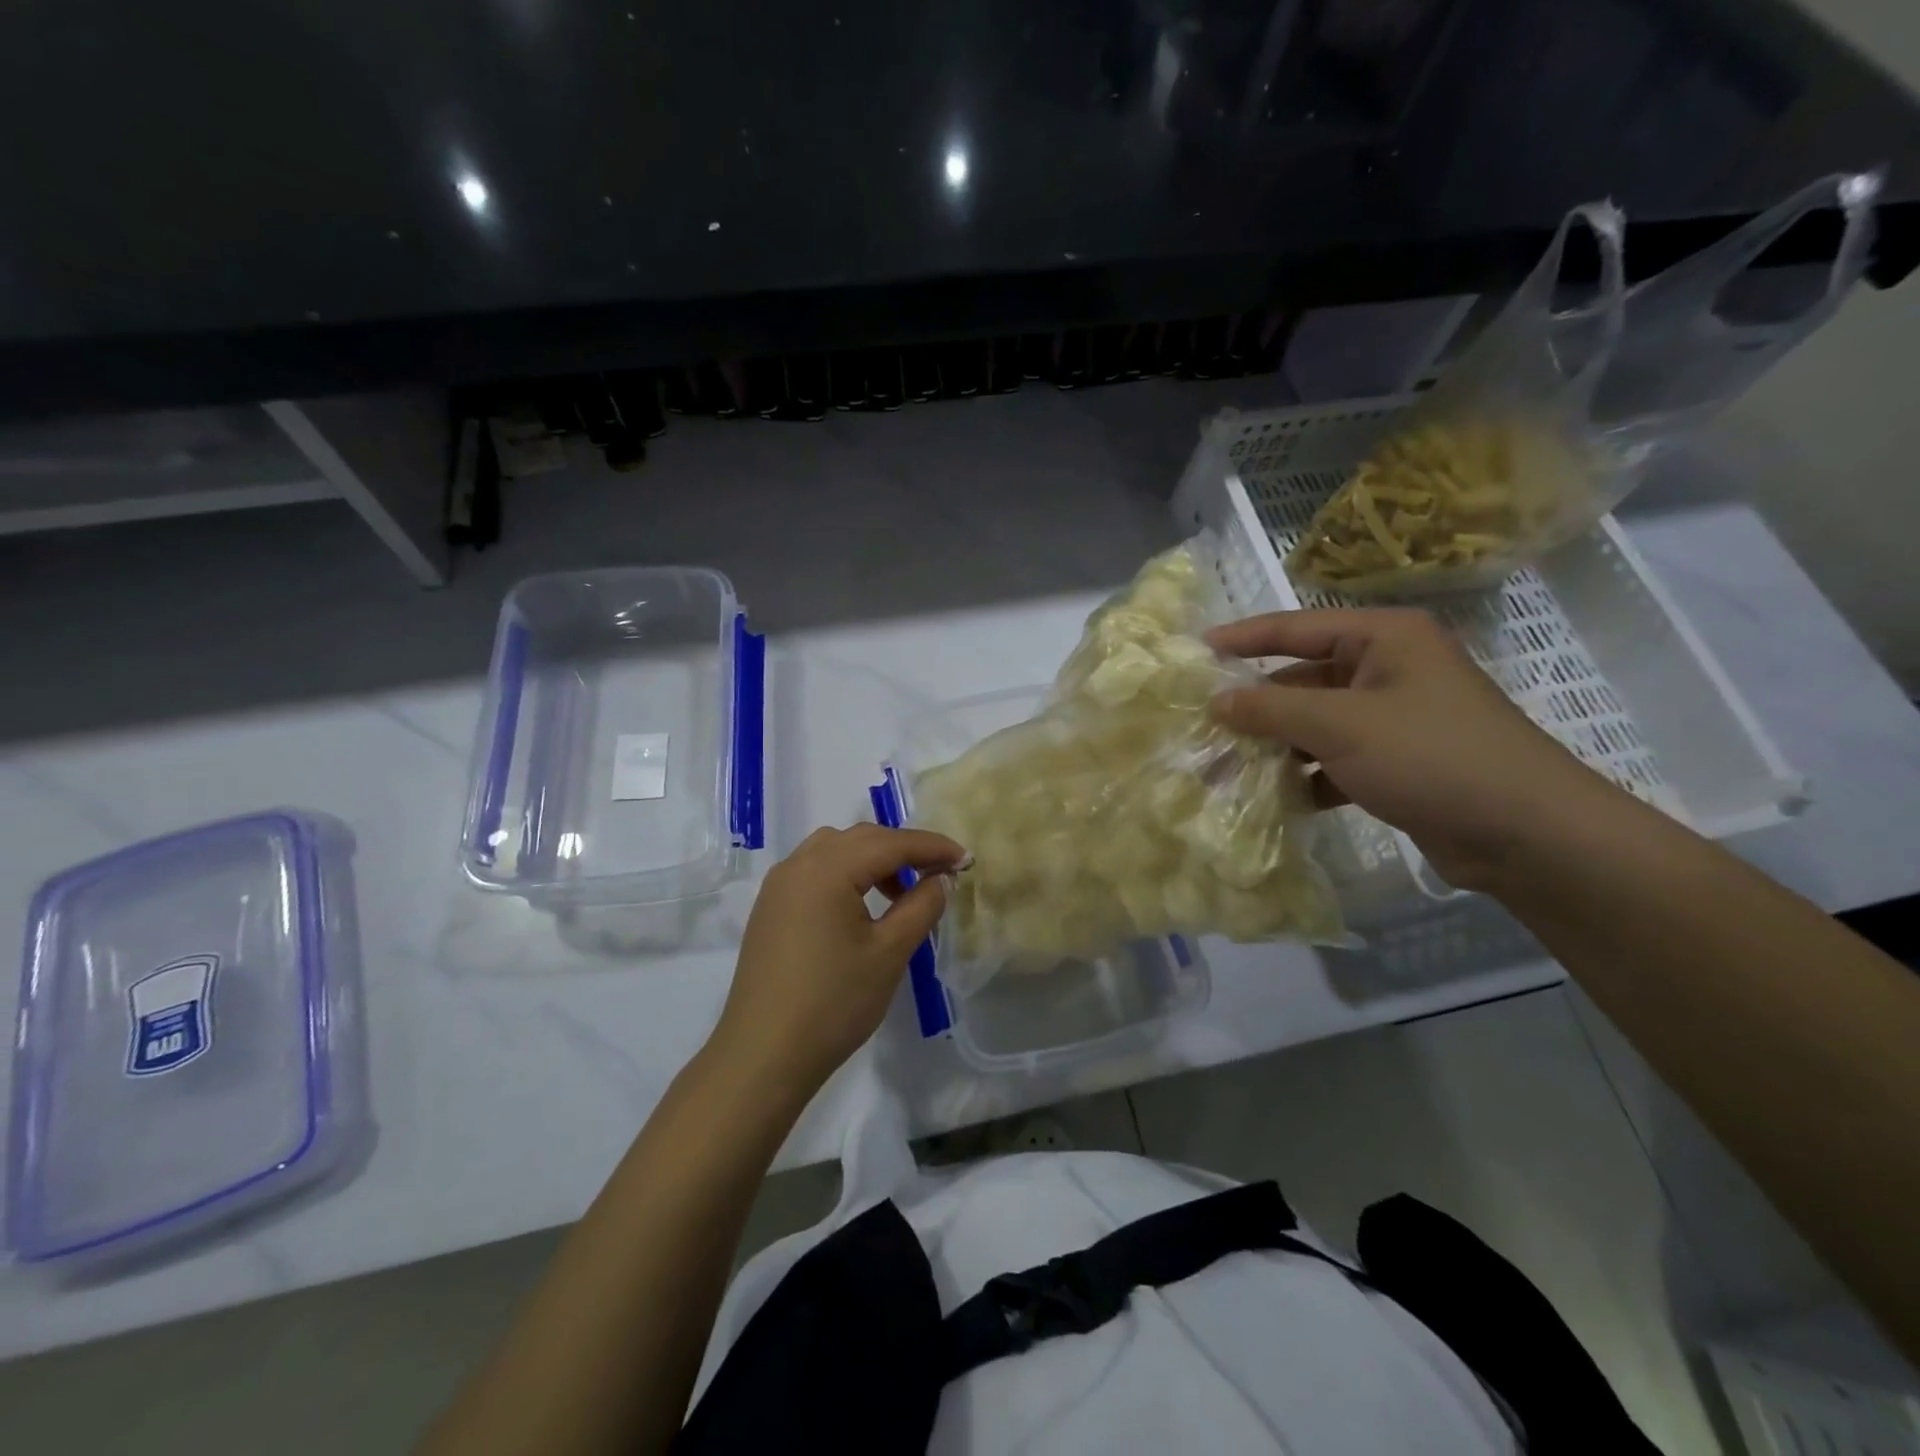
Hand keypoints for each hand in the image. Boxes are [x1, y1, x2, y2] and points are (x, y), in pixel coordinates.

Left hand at [709, 824, 967, 1100]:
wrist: (763, 1055)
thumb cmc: (833, 1003)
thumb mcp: (889, 953)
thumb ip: (921, 906)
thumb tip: (940, 879)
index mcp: (827, 868)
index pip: (890, 843)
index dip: (932, 847)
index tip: (966, 859)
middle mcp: (798, 864)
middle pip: (862, 838)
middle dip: (904, 849)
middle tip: (939, 874)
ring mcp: (778, 885)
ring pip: (836, 849)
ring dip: (873, 859)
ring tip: (901, 892)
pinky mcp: (770, 907)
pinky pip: (815, 870)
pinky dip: (846, 873)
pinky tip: (862, 906)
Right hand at [1207, 608, 1621, 888]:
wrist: (1526, 834)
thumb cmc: (1430, 756)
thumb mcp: (1340, 725)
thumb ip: (1270, 709)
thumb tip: (1216, 701)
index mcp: (1383, 639)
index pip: (1297, 628)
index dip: (1244, 638)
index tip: (1196, 652)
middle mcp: (1388, 669)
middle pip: (1303, 679)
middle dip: (1256, 706)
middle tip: (1204, 726)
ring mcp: (1394, 718)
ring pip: (1316, 723)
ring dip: (1276, 745)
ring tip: (1227, 768)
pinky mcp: (1397, 762)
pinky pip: (1335, 758)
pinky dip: (1307, 775)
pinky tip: (1278, 798)